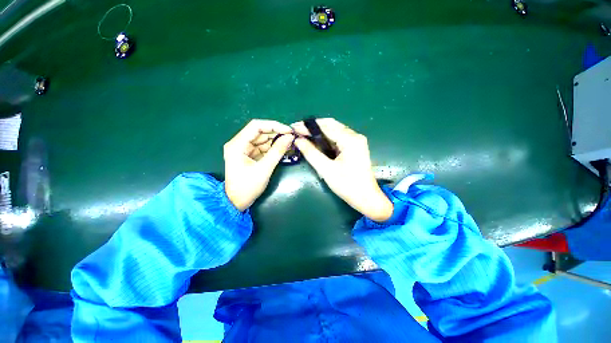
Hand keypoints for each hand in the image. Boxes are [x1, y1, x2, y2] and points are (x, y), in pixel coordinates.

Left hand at [224, 120, 293, 210]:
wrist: (237, 202)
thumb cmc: (247, 187)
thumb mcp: (264, 169)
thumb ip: (277, 152)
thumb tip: (290, 137)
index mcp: (237, 144)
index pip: (256, 126)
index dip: (273, 125)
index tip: (288, 130)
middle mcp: (239, 143)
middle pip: (260, 132)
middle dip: (277, 133)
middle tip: (292, 137)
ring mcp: (244, 149)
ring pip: (263, 139)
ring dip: (276, 141)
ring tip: (290, 143)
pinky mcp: (250, 155)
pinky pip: (263, 147)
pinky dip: (274, 148)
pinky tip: (284, 149)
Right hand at [292, 118, 392, 221]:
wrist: (367, 198)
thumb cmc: (347, 186)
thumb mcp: (326, 170)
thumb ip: (311, 153)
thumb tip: (298, 140)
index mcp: (350, 140)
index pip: (326, 127)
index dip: (308, 127)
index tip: (293, 127)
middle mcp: (355, 136)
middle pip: (331, 125)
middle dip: (313, 126)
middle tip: (298, 130)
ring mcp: (356, 141)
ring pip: (334, 130)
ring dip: (319, 132)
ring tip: (304, 135)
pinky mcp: (355, 147)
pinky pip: (338, 138)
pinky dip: (326, 138)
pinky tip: (316, 141)